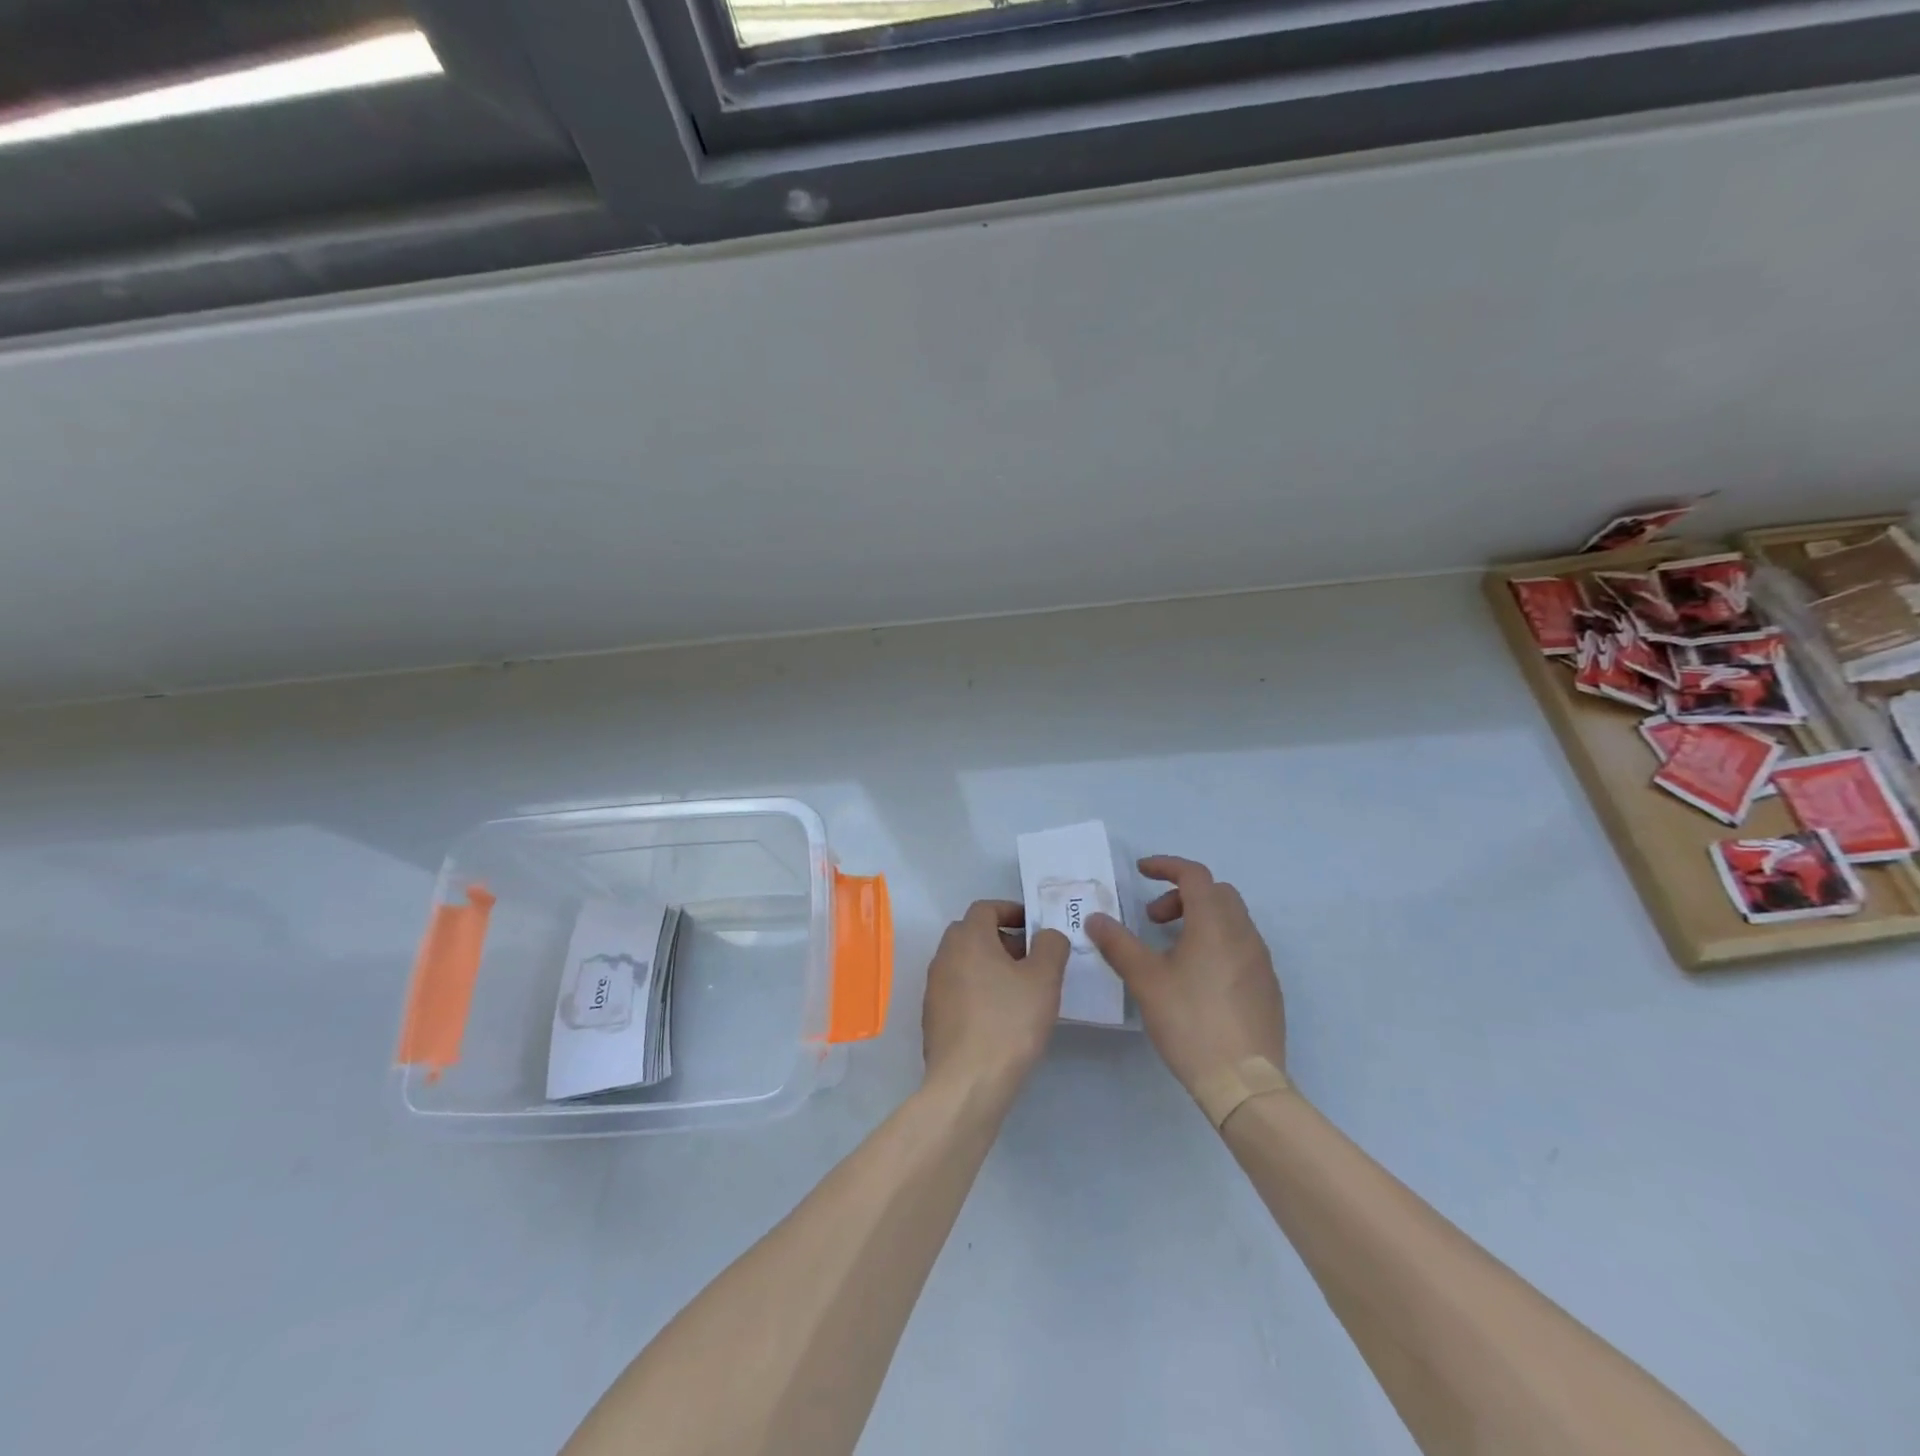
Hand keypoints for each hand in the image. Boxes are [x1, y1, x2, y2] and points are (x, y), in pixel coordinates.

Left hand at [922, 901, 1068, 1089]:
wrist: (968, 1082)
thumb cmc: (1009, 1022)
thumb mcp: (1044, 979)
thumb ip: (1050, 946)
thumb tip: (1046, 935)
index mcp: (967, 938)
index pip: (985, 908)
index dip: (1011, 911)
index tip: (1034, 927)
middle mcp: (944, 956)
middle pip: (973, 934)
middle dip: (1002, 940)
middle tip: (1031, 960)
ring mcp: (934, 988)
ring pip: (964, 963)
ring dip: (990, 967)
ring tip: (1020, 991)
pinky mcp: (933, 1017)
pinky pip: (958, 991)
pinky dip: (978, 992)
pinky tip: (1000, 1017)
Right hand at [1086, 856, 1284, 1094]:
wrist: (1243, 1082)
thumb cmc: (1190, 1021)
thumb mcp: (1145, 980)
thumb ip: (1118, 944)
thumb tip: (1096, 919)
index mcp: (1215, 924)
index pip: (1194, 875)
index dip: (1166, 866)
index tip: (1141, 871)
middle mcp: (1244, 933)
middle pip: (1216, 893)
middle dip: (1182, 895)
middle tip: (1153, 919)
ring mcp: (1260, 961)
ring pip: (1231, 919)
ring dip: (1200, 919)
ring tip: (1171, 950)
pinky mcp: (1267, 987)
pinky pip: (1241, 946)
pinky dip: (1217, 942)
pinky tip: (1197, 977)